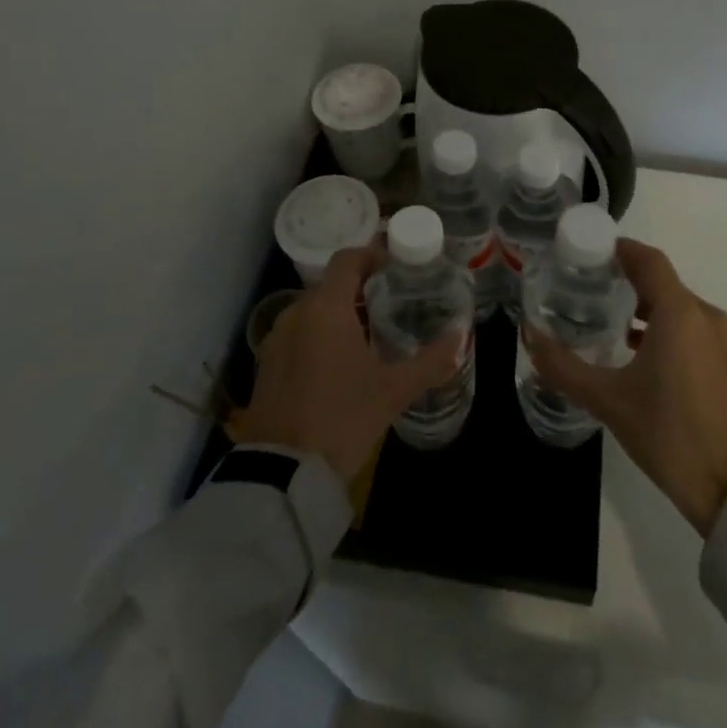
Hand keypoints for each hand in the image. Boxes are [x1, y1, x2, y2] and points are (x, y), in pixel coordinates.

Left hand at [230, 245, 462, 483]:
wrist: (282, 472)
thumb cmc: (343, 418)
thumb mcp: (393, 391)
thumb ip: (430, 361)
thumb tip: (460, 338)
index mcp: (327, 308)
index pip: (348, 259)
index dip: (372, 255)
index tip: (395, 267)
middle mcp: (297, 312)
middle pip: (331, 284)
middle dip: (359, 289)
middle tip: (389, 304)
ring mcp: (276, 338)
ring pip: (312, 310)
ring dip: (338, 314)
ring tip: (367, 335)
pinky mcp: (265, 365)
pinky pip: (297, 334)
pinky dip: (318, 336)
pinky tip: (337, 364)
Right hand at [524, 238, 726, 534]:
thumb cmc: (669, 436)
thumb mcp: (608, 400)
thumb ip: (563, 366)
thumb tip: (529, 335)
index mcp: (680, 314)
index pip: (649, 260)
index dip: (620, 249)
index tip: (590, 253)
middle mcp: (708, 317)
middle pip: (664, 282)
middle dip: (629, 280)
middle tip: (591, 288)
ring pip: (682, 308)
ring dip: (649, 307)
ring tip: (613, 324)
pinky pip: (696, 330)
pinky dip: (669, 329)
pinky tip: (644, 356)